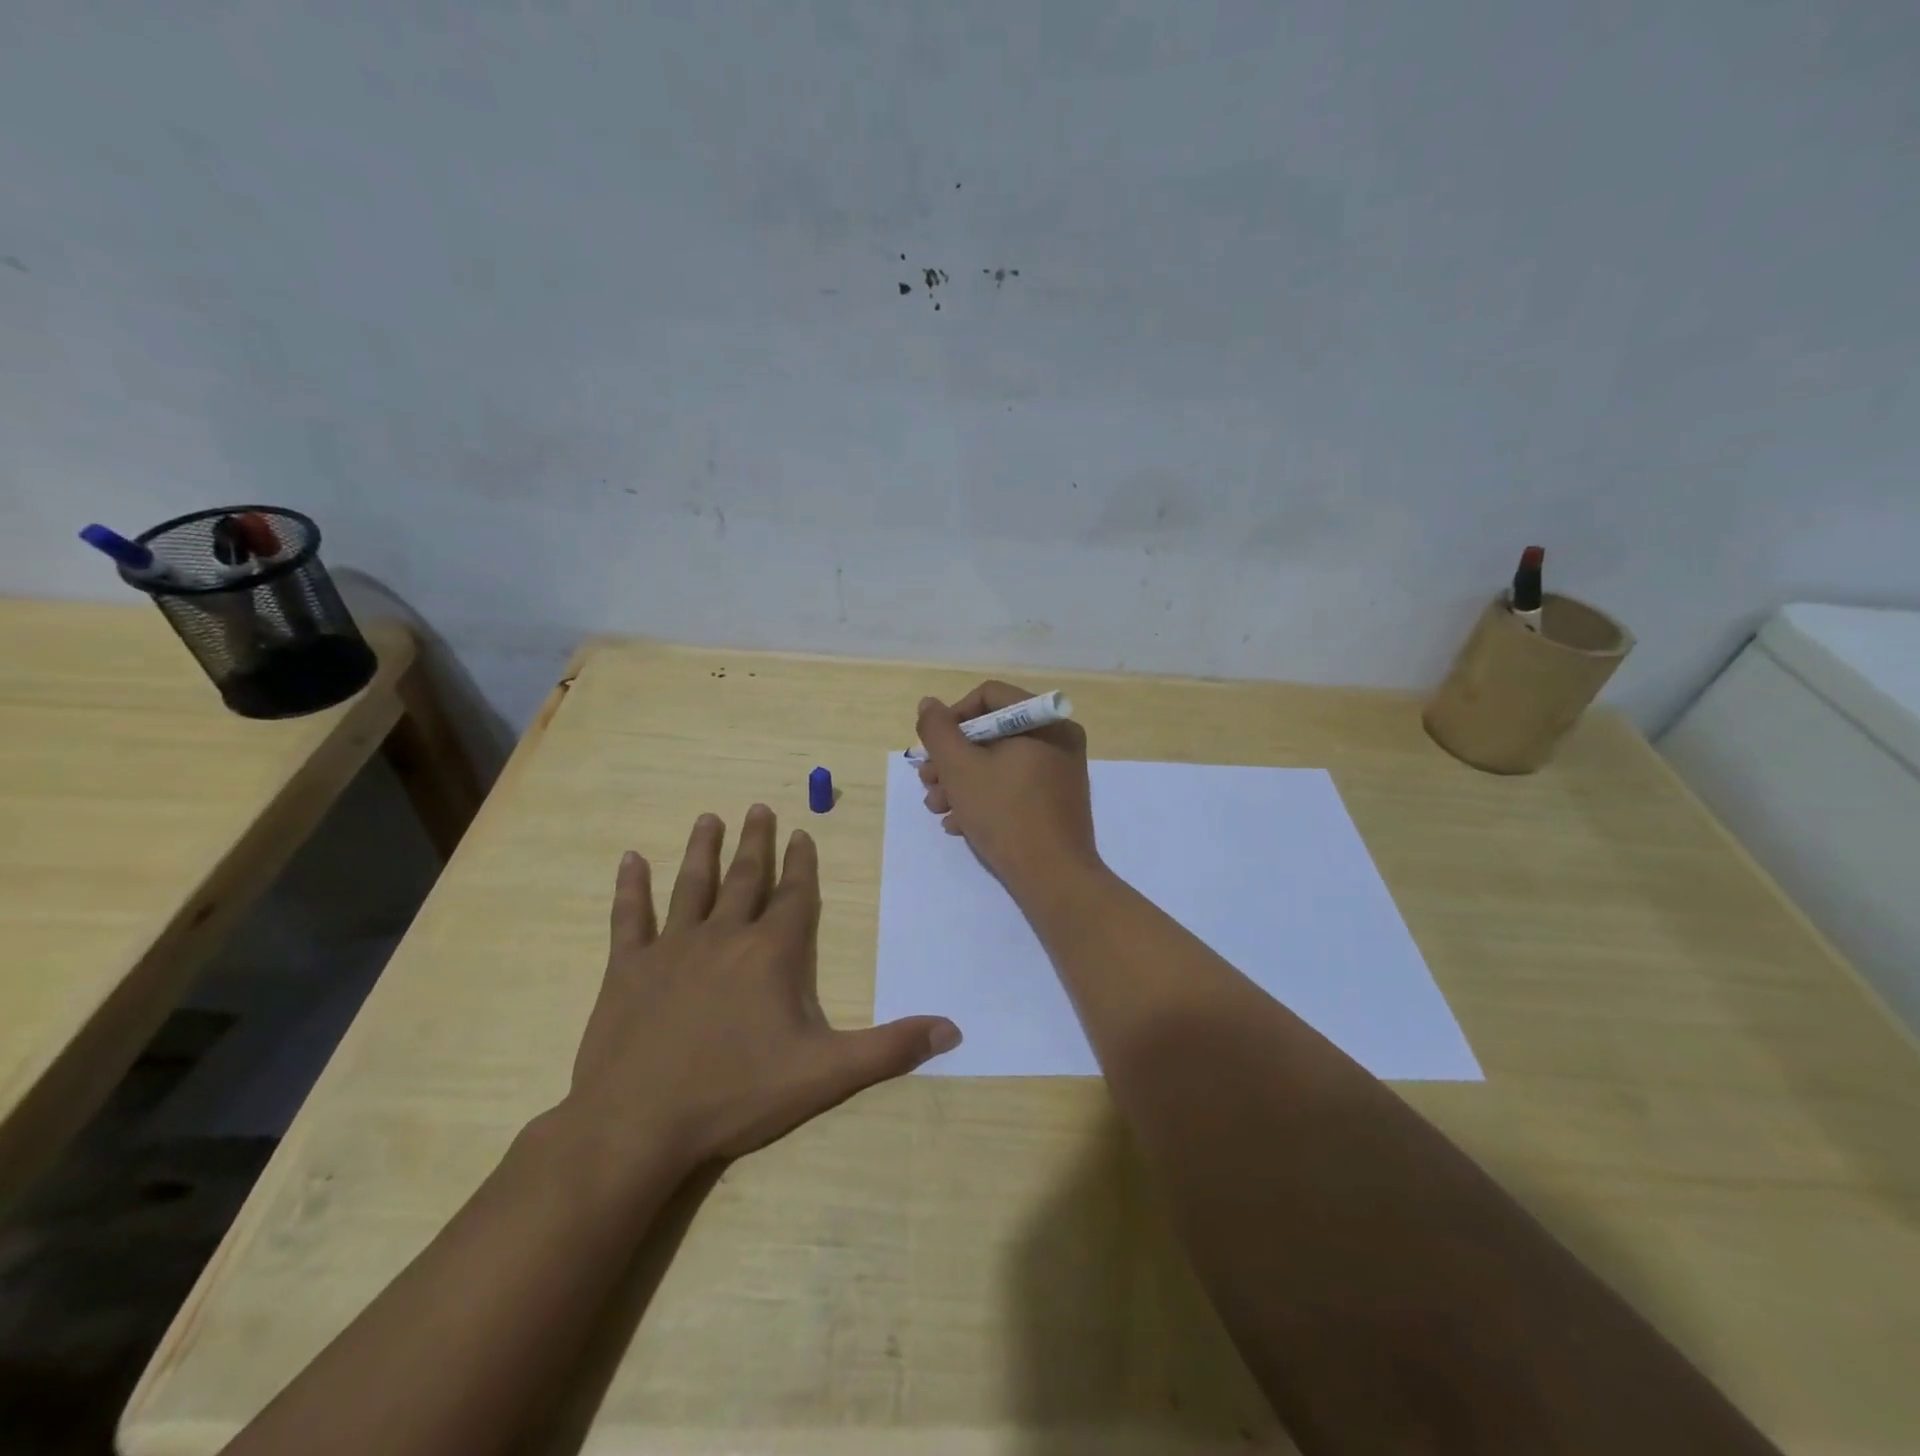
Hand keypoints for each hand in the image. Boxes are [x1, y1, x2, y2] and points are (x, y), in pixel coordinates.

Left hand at [562, 805, 960, 1174]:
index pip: (794, 896)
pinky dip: (630, 887)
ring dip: (702, 850)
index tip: (802, 832)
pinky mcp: (628, 969)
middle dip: (755, 842)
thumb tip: (952, 1031)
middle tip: (758, 808)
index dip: (802, 863)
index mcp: (772, 953)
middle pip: (745, 879)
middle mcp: (724, 936)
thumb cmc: (736, 1094)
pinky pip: (630, 917)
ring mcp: (672, 948)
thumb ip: (889, 1049)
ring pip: (692, 886)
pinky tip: (630, 859)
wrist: (638, 1124)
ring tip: (708, 818)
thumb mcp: (825, 1074)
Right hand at [915, 680, 1099, 894]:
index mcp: (1045, 721)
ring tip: (937, 808)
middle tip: (927, 781)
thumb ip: (938, 731)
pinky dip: (984, 798)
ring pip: (999, 763)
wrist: (1053, 878)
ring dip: (961, 782)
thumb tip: (928, 705)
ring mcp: (1060, 772)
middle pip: (992, 732)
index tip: (932, 748)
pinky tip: (959, 824)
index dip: (952, 717)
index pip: (988, 696)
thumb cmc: (1005, 814)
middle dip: (952, 758)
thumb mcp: (960, 768)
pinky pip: (1014, 786)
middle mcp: (1058, 739)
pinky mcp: (1056, 802)